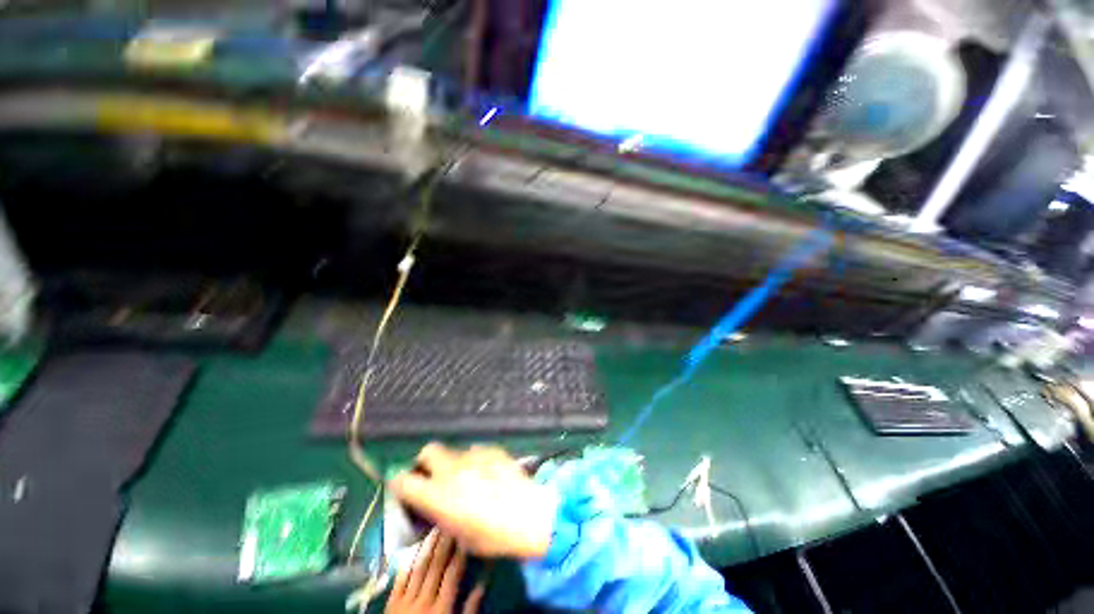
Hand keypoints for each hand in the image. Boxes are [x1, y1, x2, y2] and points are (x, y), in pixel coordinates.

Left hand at [385, 531, 484, 613]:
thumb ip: (469, 611)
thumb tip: (482, 585)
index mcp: (441, 609)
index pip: (454, 573)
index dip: (461, 551)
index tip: (467, 531)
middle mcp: (423, 601)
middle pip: (436, 566)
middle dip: (445, 542)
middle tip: (452, 520)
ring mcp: (404, 602)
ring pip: (419, 568)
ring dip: (428, 546)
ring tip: (436, 527)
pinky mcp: (390, 605)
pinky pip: (400, 579)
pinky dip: (407, 562)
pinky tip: (413, 548)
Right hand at [389, 443, 557, 558]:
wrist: (529, 515)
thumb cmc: (492, 536)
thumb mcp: (458, 535)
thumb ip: (443, 514)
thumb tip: (438, 504)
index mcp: (438, 494)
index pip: (403, 480)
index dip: (400, 483)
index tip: (405, 489)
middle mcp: (452, 469)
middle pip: (428, 451)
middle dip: (426, 462)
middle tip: (433, 476)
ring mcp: (474, 456)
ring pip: (454, 451)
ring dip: (453, 463)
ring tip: (467, 478)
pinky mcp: (493, 450)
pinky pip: (477, 451)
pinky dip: (475, 461)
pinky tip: (487, 473)